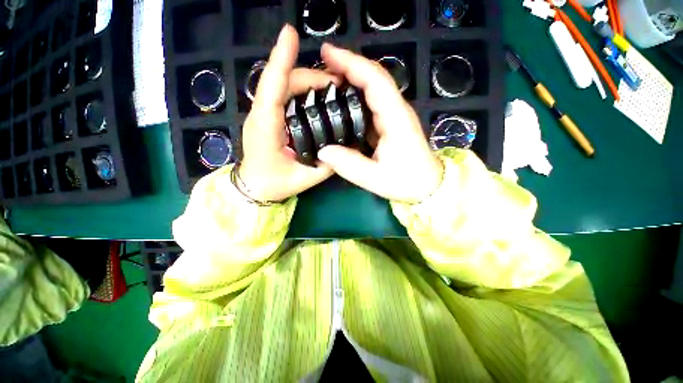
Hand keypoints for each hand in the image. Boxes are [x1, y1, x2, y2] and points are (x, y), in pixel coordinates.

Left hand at [239, 25, 339, 201]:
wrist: (254, 187)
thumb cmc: (274, 184)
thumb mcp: (305, 179)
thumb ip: (326, 166)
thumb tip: (343, 149)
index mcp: (266, 128)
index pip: (272, 88)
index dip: (281, 59)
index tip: (291, 34)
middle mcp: (261, 115)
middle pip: (282, 82)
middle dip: (310, 76)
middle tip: (338, 84)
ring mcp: (262, 114)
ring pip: (282, 85)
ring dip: (307, 80)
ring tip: (331, 88)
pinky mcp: (267, 116)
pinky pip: (282, 94)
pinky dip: (300, 89)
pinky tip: (316, 96)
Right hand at [317, 44, 443, 203]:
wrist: (427, 186)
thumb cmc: (406, 181)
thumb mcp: (375, 178)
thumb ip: (349, 165)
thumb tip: (323, 151)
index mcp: (395, 119)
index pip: (375, 81)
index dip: (352, 63)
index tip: (328, 53)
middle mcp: (396, 111)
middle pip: (374, 78)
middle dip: (348, 66)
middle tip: (322, 63)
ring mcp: (394, 116)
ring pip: (373, 89)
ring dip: (351, 79)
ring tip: (327, 79)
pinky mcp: (390, 124)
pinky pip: (371, 104)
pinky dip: (355, 98)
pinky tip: (341, 102)